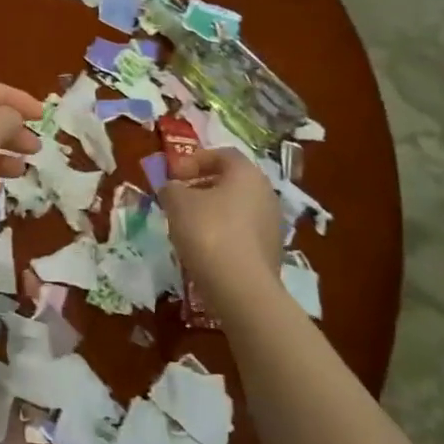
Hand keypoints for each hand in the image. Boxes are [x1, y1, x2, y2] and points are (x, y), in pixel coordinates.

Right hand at [157, 148, 282, 296]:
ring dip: (212, 212)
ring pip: (237, 209)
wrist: (241, 288)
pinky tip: (204, 249)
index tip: (173, 176)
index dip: (194, 160)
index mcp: (247, 174)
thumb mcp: (177, 202)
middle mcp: (266, 194)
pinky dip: (223, 234)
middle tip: (178, 198)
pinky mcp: (271, 252)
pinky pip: (242, 233)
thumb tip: (172, 188)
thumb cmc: (208, 231)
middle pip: (231, 182)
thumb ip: (171, 188)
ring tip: (187, 226)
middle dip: (202, 186)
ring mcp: (272, 225)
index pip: (222, 155)